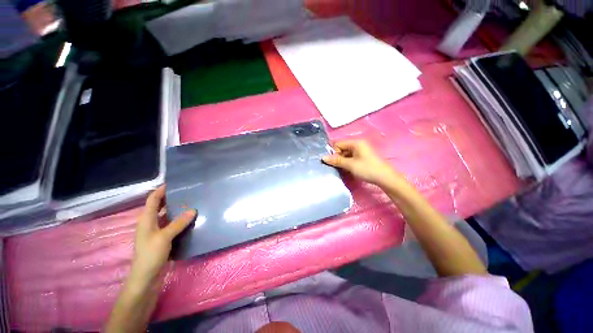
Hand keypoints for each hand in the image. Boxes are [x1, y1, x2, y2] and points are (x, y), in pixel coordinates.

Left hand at [129, 185, 196, 285]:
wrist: (146, 278)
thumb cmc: (151, 255)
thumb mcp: (164, 237)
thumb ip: (179, 223)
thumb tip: (193, 210)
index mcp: (146, 219)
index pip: (153, 199)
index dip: (161, 190)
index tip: (174, 183)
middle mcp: (150, 223)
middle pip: (159, 206)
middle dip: (171, 199)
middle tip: (187, 193)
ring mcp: (156, 232)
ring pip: (166, 216)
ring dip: (176, 210)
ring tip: (191, 204)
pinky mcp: (162, 239)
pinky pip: (171, 225)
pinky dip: (179, 220)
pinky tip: (189, 220)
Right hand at [322, 140, 400, 186]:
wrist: (385, 178)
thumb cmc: (367, 169)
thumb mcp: (350, 165)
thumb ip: (336, 160)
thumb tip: (323, 157)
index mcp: (355, 142)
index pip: (338, 144)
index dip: (333, 152)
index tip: (331, 162)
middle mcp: (358, 144)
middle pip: (342, 148)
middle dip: (337, 157)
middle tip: (334, 166)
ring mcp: (361, 151)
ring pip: (346, 154)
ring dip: (342, 161)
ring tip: (340, 169)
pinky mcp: (363, 157)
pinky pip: (351, 158)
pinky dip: (347, 163)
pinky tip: (346, 169)